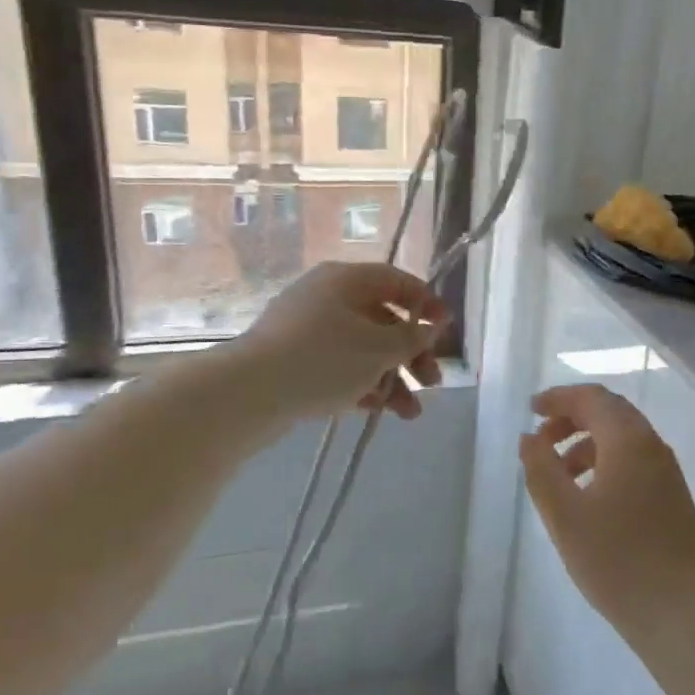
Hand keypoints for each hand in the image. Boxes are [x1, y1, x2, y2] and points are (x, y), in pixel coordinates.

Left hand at [237, 263, 448, 420]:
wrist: (248, 393)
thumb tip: (432, 326)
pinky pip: (339, 366)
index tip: (446, 328)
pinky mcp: (294, 360)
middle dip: (412, 353)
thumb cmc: (323, 359)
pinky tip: (380, 411)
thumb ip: (413, 337)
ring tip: (410, 414)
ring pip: (363, 348)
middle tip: (432, 382)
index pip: (396, 281)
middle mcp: (326, 297)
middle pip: (383, 319)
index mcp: (346, 280)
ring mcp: (307, 329)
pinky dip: (363, 384)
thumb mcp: (379, 348)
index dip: (427, 302)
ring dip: (392, 377)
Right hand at [519, 384, 694, 633]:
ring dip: (586, 442)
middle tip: (541, 438)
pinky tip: (587, 495)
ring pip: (622, 438)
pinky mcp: (672, 496)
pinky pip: (634, 460)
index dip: (559, 398)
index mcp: (628, 441)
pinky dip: (604, 461)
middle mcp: (652, 446)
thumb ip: (541, 469)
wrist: (680, 611)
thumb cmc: (616, 560)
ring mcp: (666, 471)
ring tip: (558, 473)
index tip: (531, 410)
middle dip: (572, 417)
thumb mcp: (564, 514)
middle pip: (610, 412)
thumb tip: (530, 437)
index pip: (592, 398)